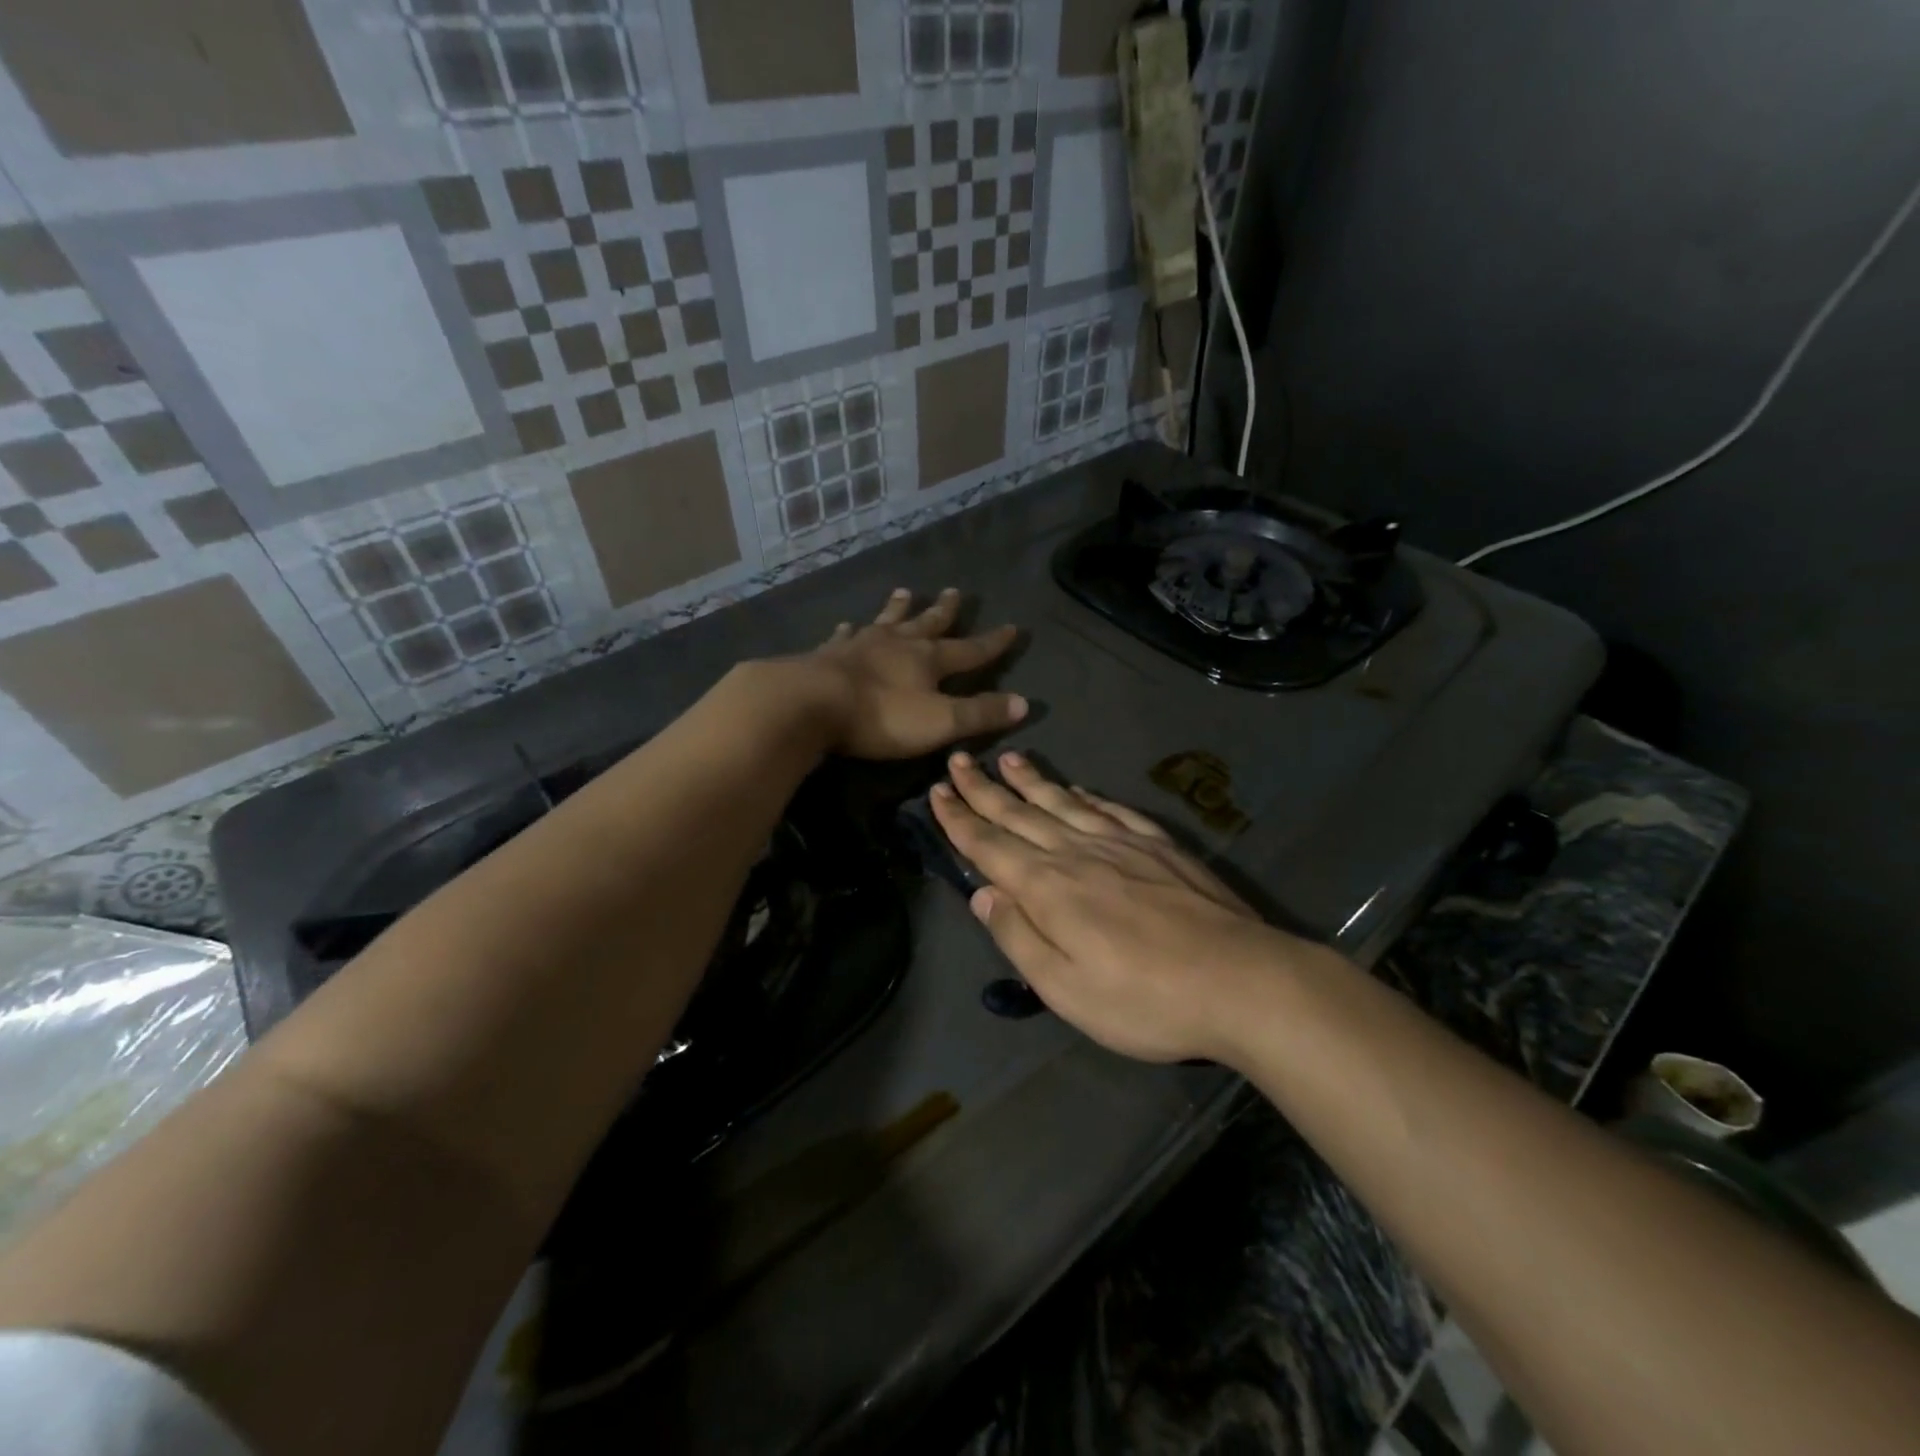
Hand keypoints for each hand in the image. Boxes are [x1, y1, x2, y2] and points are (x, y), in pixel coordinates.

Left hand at [785, 588, 1025, 760]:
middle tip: (955, 591)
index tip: (1012, 627)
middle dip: (944, 611)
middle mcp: (898, 644)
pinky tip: (847, 624)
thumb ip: (981, 714)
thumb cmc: (882, 717)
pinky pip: (843, 636)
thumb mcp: (941, 722)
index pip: (970, 649)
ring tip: (905, 592)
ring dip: (898, 608)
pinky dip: (849, 630)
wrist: (812, 703)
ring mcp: (861, 645)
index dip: (993, 642)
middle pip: (927, 624)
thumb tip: (1024, 703)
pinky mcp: (828, 654)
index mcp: (928, 660)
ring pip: (886, 621)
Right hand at [931, 750, 1318, 1063]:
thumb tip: (982, 893)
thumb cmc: (1144, 998)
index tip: (936, 792)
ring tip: (1008, 758)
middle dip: (984, 788)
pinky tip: (1077, 788)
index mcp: (1048, 887)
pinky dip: (1087, 795)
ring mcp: (1122, 843)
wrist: (1241, 980)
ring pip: (1063, 802)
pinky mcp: (1159, 846)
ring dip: (1031, 780)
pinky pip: (1111, 810)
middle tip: (958, 760)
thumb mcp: (1066, 988)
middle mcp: (1078, 852)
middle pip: (1020, 813)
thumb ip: (1018, 936)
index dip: (959, 819)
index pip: (989, 845)